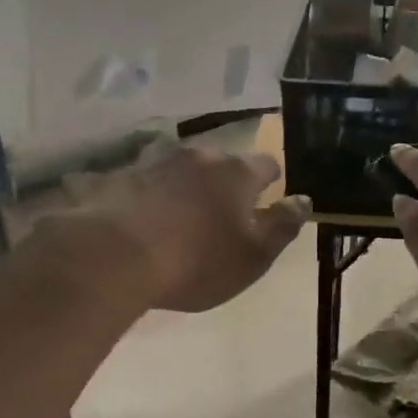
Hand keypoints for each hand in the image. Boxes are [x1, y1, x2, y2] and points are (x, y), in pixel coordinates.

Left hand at [50, 145, 309, 313]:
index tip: (266, 203)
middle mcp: (199, 156)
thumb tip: (303, 200)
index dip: (271, 182)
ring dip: (188, 187)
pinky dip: (154, 197)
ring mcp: (157, 162)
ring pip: (183, 169)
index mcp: (237, 172)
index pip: (267, 164)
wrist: (114, 256)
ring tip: (182, 218)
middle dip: (226, 183)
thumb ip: (282, 226)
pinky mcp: (121, 176)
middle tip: (223, 215)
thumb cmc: (197, 261)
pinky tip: (146, 222)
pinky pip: (148, 182)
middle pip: (222, 163)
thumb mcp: (254, 255)